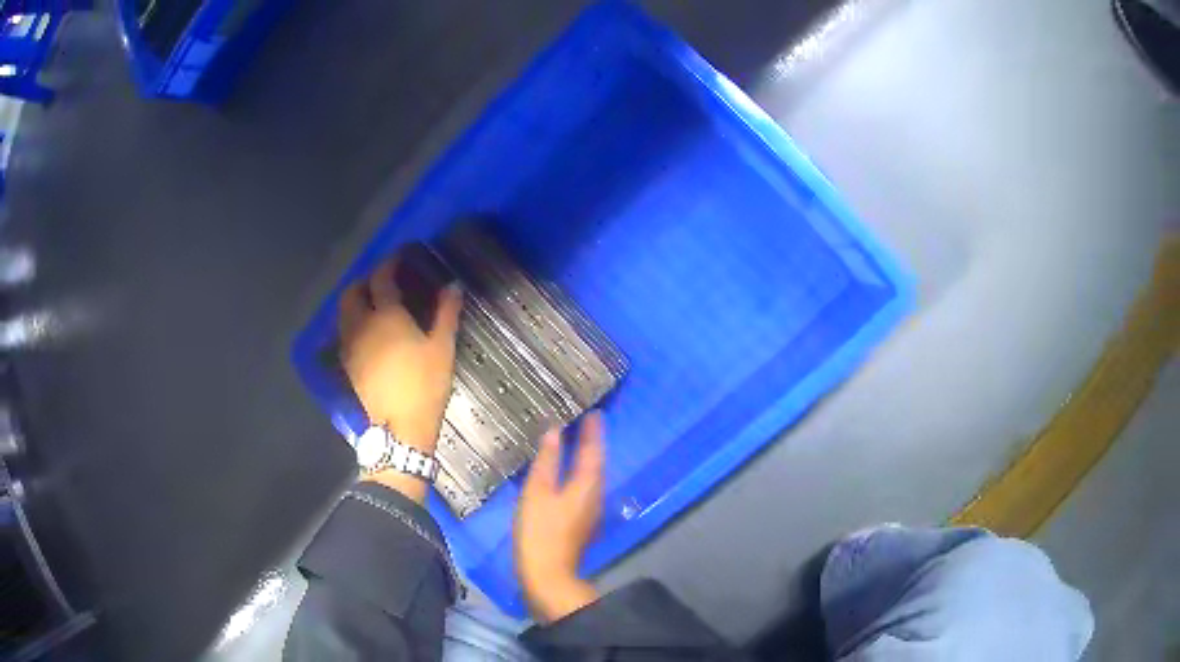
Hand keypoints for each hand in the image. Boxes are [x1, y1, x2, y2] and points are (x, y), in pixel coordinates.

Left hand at [339, 255, 462, 479]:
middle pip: (352, 291)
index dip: (390, 262)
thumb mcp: (442, 348)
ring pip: (344, 311)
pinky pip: (345, 331)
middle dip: (365, 279)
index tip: (400, 255)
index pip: (382, 278)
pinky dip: (353, 320)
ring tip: (373, 302)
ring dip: (355, 299)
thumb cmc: (425, 385)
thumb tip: (453, 286)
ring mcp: (351, 344)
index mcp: (386, 315)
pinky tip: (368, 330)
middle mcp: (361, 324)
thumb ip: (446, 313)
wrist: (400, 427)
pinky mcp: (348, 363)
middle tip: (382, 279)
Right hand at [514, 412, 604, 622]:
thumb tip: (554, 432)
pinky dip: (579, 474)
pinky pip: (585, 488)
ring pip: (592, 476)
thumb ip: (547, 461)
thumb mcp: (538, 491)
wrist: (547, 573)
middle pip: (597, 462)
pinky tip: (568, 473)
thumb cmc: (540, 530)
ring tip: (577, 441)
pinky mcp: (582, 521)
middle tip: (585, 421)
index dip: (593, 431)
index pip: (593, 449)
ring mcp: (591, 510)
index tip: (594, 412)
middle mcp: (596, 494)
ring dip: (587, 458)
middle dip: (592, 442)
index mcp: (587, 484)